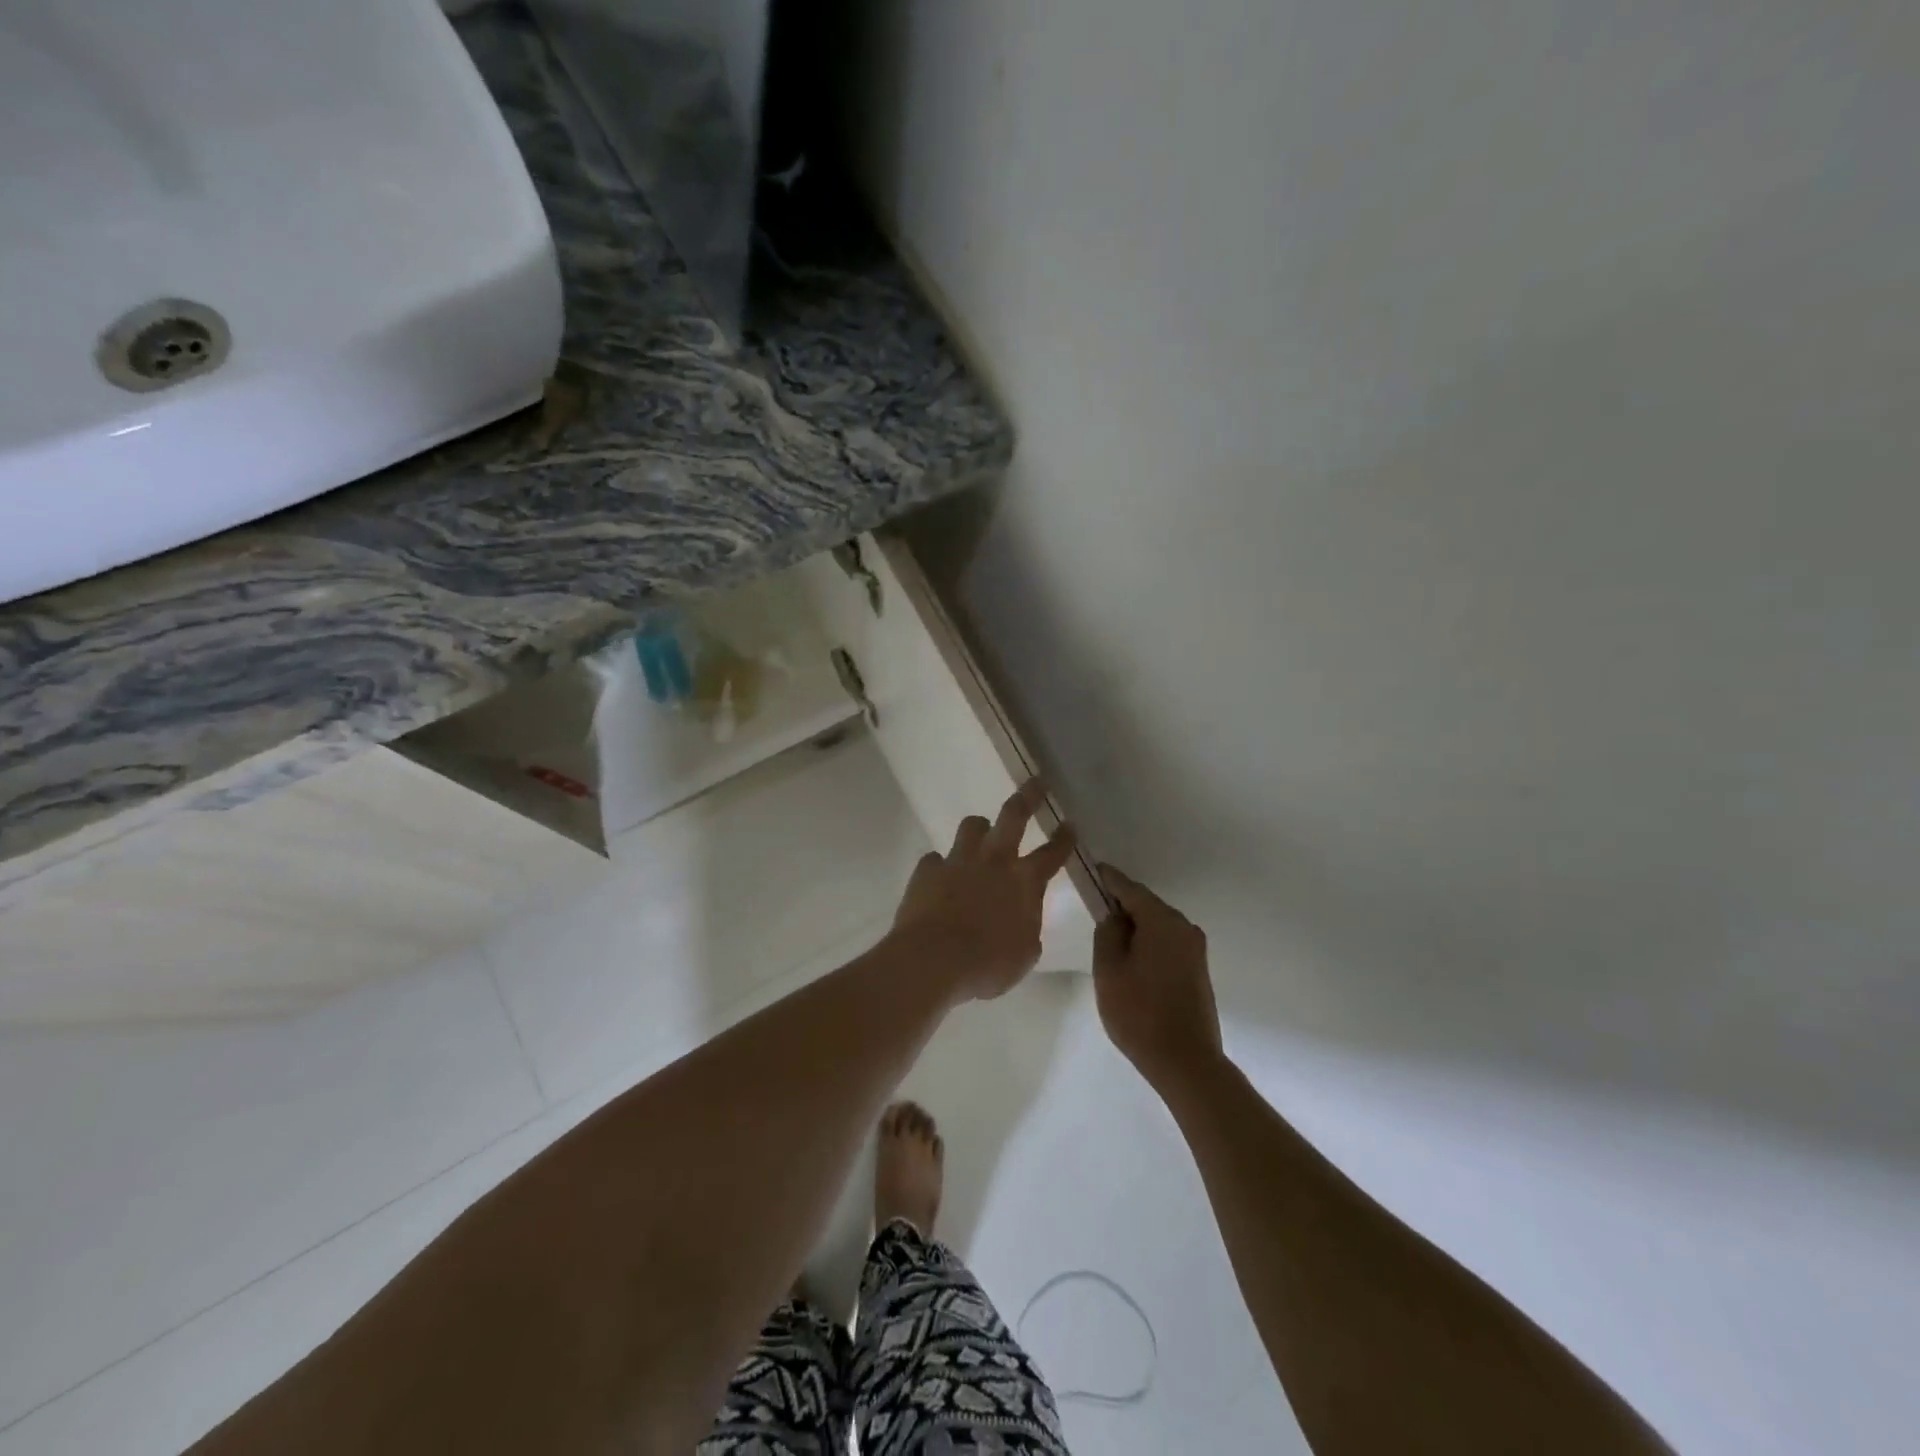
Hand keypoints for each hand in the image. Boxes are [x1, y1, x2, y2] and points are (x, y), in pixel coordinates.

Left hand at [890, 781, 1076, 1001]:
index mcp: (1024, 882)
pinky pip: (935, 859)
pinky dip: (941, 867)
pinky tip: (940, 879)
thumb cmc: (988, 964)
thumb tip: (1023, 921)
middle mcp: (994, 861)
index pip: (1051, 854)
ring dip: (979, 828)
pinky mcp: (927, 870)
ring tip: (981, 834)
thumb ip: (1028, 930)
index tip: (1070, 823)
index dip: (1064, 838)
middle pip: (1013, 816)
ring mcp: (958, 861)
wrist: (933, 960)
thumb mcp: (1024, 954)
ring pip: (972, 826)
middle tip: (1036, 782)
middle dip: (1028, 796)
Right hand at [1093, 866, 1223, 1092]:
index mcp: (1162, 921)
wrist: (1186, 1062)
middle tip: (1095, 909)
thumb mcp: (1109, 969)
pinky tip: (1132, 960)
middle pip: (1147, 906)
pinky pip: (1167, 944)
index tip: (1092, 870)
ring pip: (1157, 926)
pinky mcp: (1198, 970)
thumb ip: (1107, 933)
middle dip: (1122, 905)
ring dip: (1135, 927)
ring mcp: (1195, 950)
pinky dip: (1148, 943)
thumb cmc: (1140, 1012)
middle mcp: (1184, 927)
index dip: (1108, 879)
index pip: (1130, 889)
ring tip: (1110, 940)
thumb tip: (1115, 916)